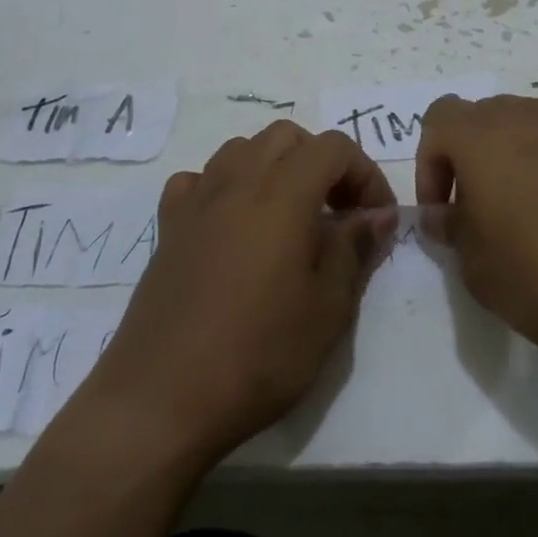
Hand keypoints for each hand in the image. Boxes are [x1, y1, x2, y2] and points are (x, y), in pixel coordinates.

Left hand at [64, 122, 394, 468]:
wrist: (160, 401)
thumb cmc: (257, 356)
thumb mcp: (327, 309)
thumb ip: (355, 249)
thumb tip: (377, 214)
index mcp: (283, 195)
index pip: (334, 147)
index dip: (365, 173)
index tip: (375, 220)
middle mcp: (237, 182)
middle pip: (287, 136)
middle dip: (322, 163)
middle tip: (338, 214)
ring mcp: (196, 201)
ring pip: (242, 149)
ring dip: (275, 167)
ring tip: (289, 217)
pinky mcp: (167, 227)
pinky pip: (199, 180)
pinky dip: (225, 186)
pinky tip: (232, 225)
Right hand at [416, 95, 537, 356]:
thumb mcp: (480, 271)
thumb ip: (454, 234)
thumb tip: (443, 215)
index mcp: (482, 136)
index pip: (438, 119)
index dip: (431, 164)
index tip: (443, 213)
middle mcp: (530, 115)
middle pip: (486, 117)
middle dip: (475, 158)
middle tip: (484, 214)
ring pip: (536, 120)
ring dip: (524, 153)